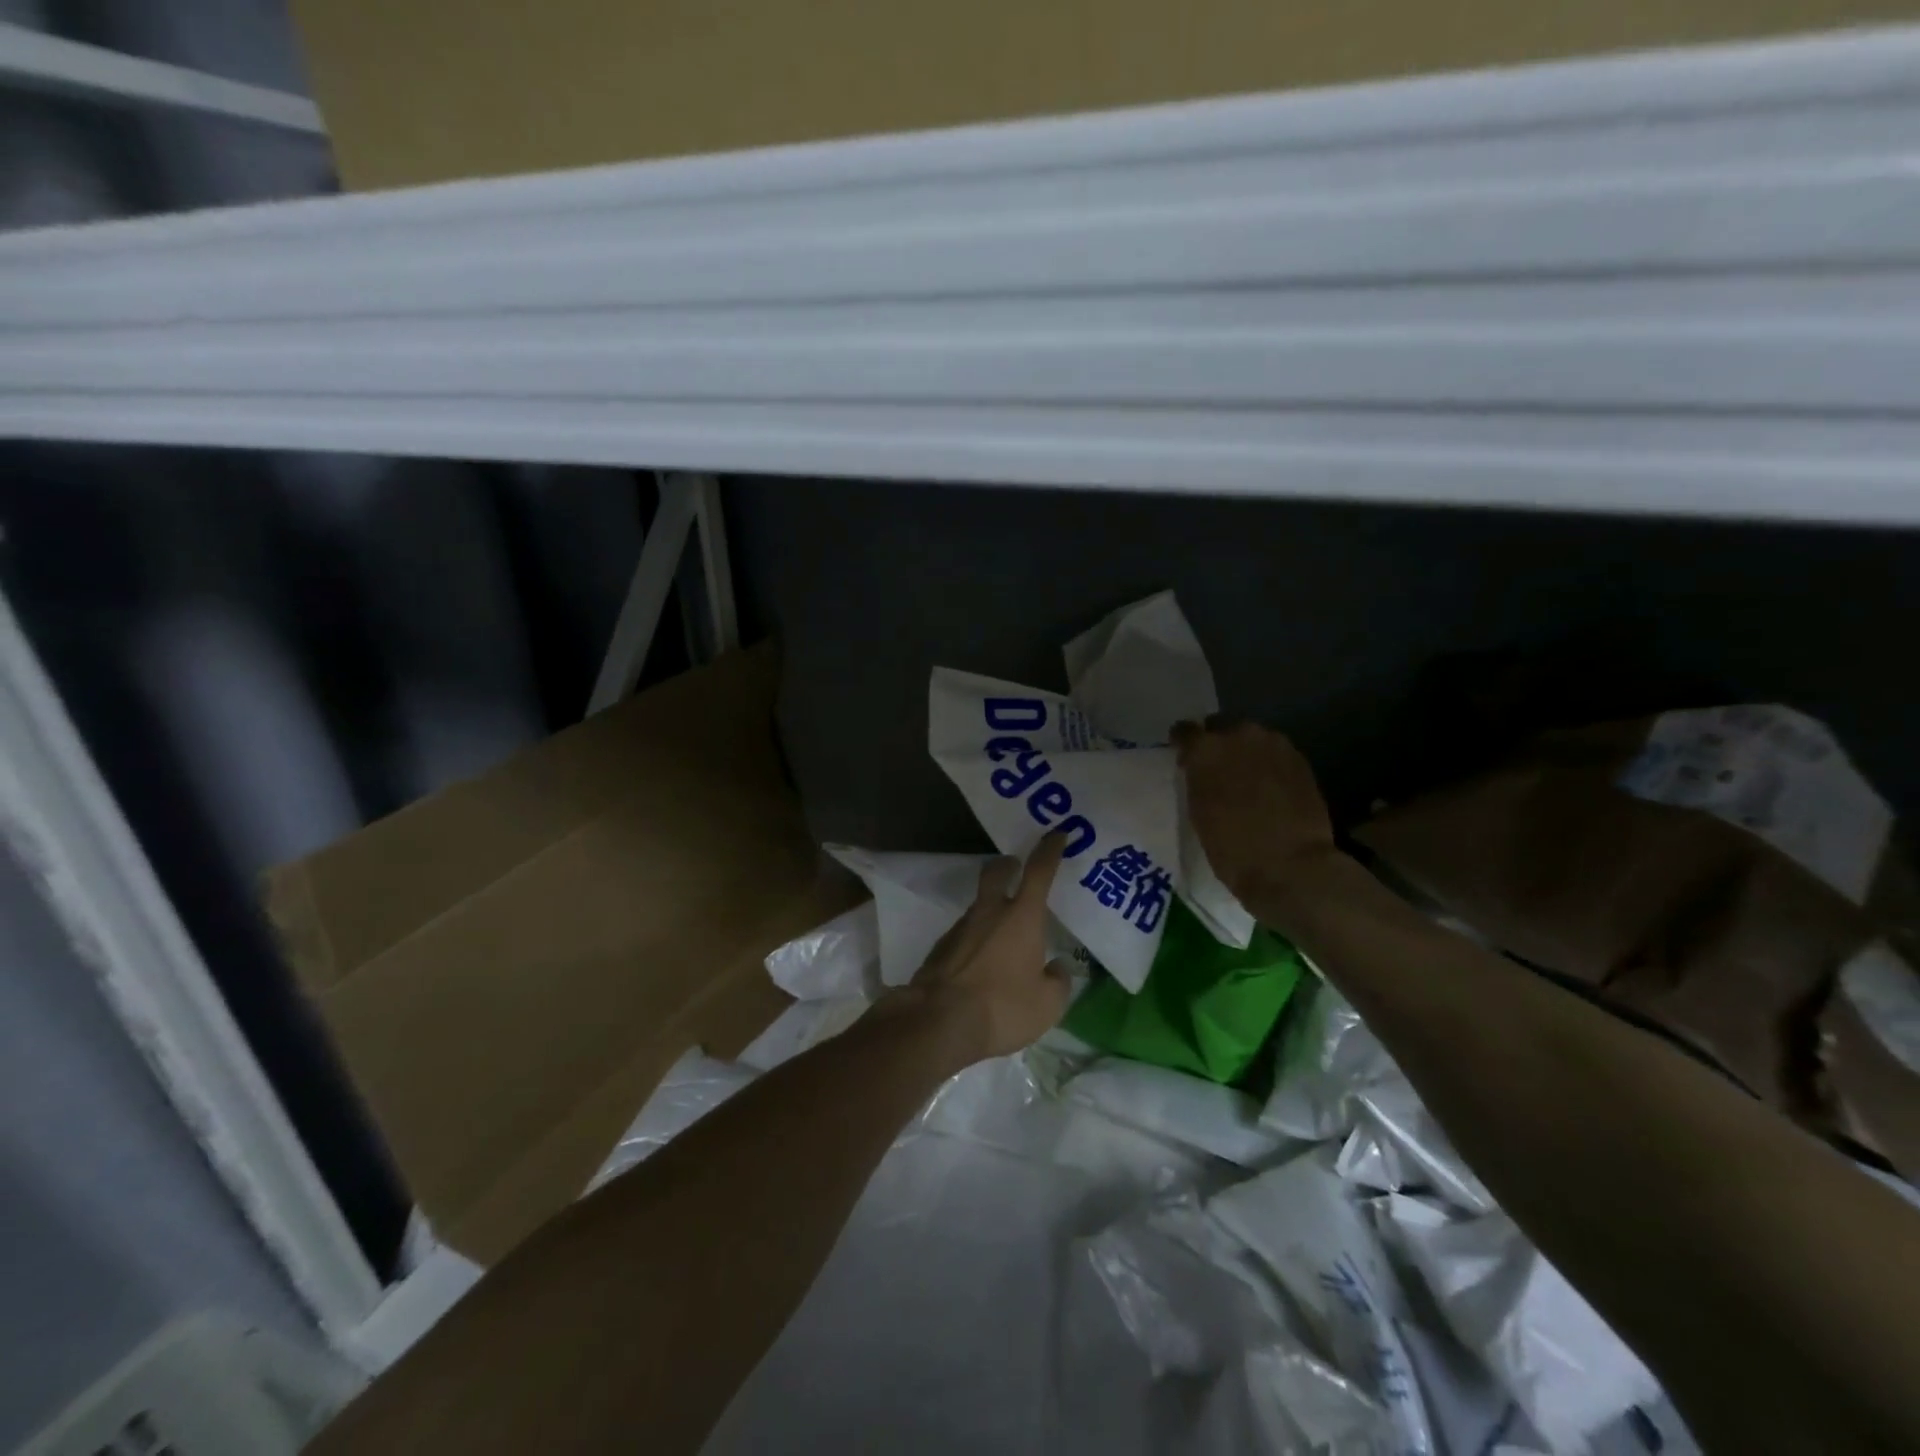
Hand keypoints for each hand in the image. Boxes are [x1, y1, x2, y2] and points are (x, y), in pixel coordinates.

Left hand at [902, 834, 1072, 1062]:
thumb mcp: (1047, 1004)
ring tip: (1004, 935)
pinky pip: (964, 934)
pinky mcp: (940, 949)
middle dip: (1007, 864)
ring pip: (978, 905)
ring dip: (991, 909)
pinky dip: (976, 939)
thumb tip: (1057, 968)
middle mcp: (988, 913)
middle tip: (1016, 867)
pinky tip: (981, 963)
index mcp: (1021, 917)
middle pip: (995, 872)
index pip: (1039, 871)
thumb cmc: (1002, 1007)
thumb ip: (1057, 982)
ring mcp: (960, 928)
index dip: (1049, 850)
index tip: (1057, 834)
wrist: (938, 1022)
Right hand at [1173, 719, 1338, 909]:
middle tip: (1216, 769)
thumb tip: (1201, 771)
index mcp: (1205, 749)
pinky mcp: (1300, 760)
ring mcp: (1274, 745)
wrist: (1290, 866)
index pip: (1185, 731)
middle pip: (1222, 727)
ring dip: (1245, 752)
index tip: (1184, 757)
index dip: (1183, 743)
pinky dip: (1268, 765)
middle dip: (1217, 744)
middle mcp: (1240, 735)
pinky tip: (1269, 788)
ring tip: (1245, 779)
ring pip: (1252, 739)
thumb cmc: (1231, 848)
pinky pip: (1275, 753)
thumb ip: (1198, 780)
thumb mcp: (1198, 812)